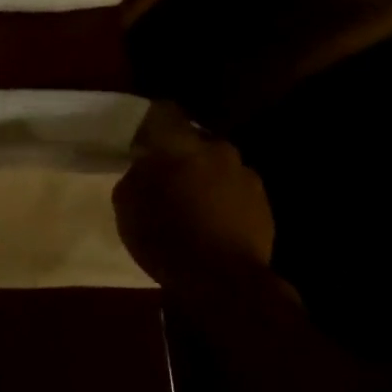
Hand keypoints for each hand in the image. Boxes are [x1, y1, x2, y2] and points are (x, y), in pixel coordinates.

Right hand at [113, 102, 274, 295]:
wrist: (222, 280)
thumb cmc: (164, 235)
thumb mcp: (126, 202)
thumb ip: (137, 174)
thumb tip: (147, 166)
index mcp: (181, 144)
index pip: (164, 111)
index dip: (150, 121)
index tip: (139, 137)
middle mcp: (218, 150)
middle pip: (195, 140)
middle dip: (180, 152)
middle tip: (163, 174)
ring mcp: (247, 176)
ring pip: (218, 165)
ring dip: (204, 176)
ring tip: (190, 202)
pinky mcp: (265, 204)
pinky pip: (235, 191)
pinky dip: (222, 199)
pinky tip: (210, 222)